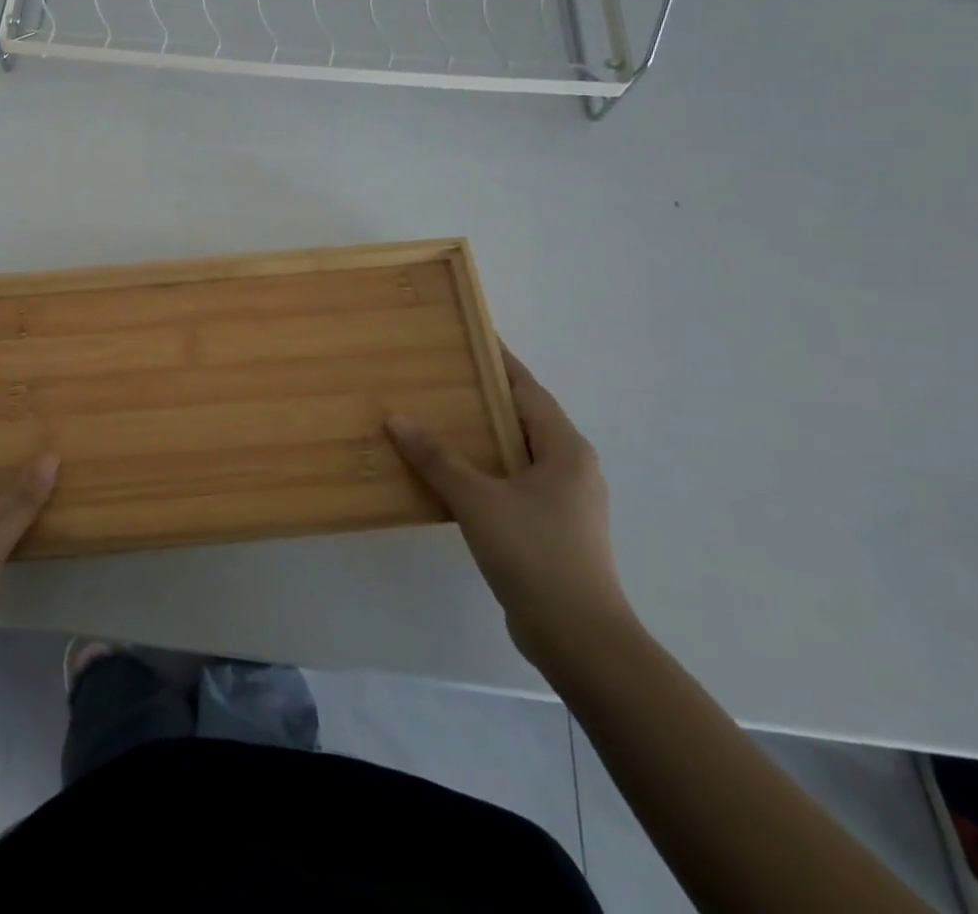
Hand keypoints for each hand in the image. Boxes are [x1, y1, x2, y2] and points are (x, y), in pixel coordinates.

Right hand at [386, 344, 634, 667]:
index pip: (528, 391)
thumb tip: (397, 418)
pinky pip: (512, 484)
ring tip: (436, 420)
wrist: (580, 640)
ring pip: (517, 454)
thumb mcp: (478, 500)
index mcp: (565, 450)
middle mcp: (571, 468)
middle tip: (439, 377)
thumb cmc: (535, 554)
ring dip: (482, 438)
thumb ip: (437, 459)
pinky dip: (484, 471)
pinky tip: (450, 476)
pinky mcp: (551, 530)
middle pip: (523, 419)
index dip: (499, 362)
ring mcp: (564, 502)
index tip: (470, 337)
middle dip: (484, 398)